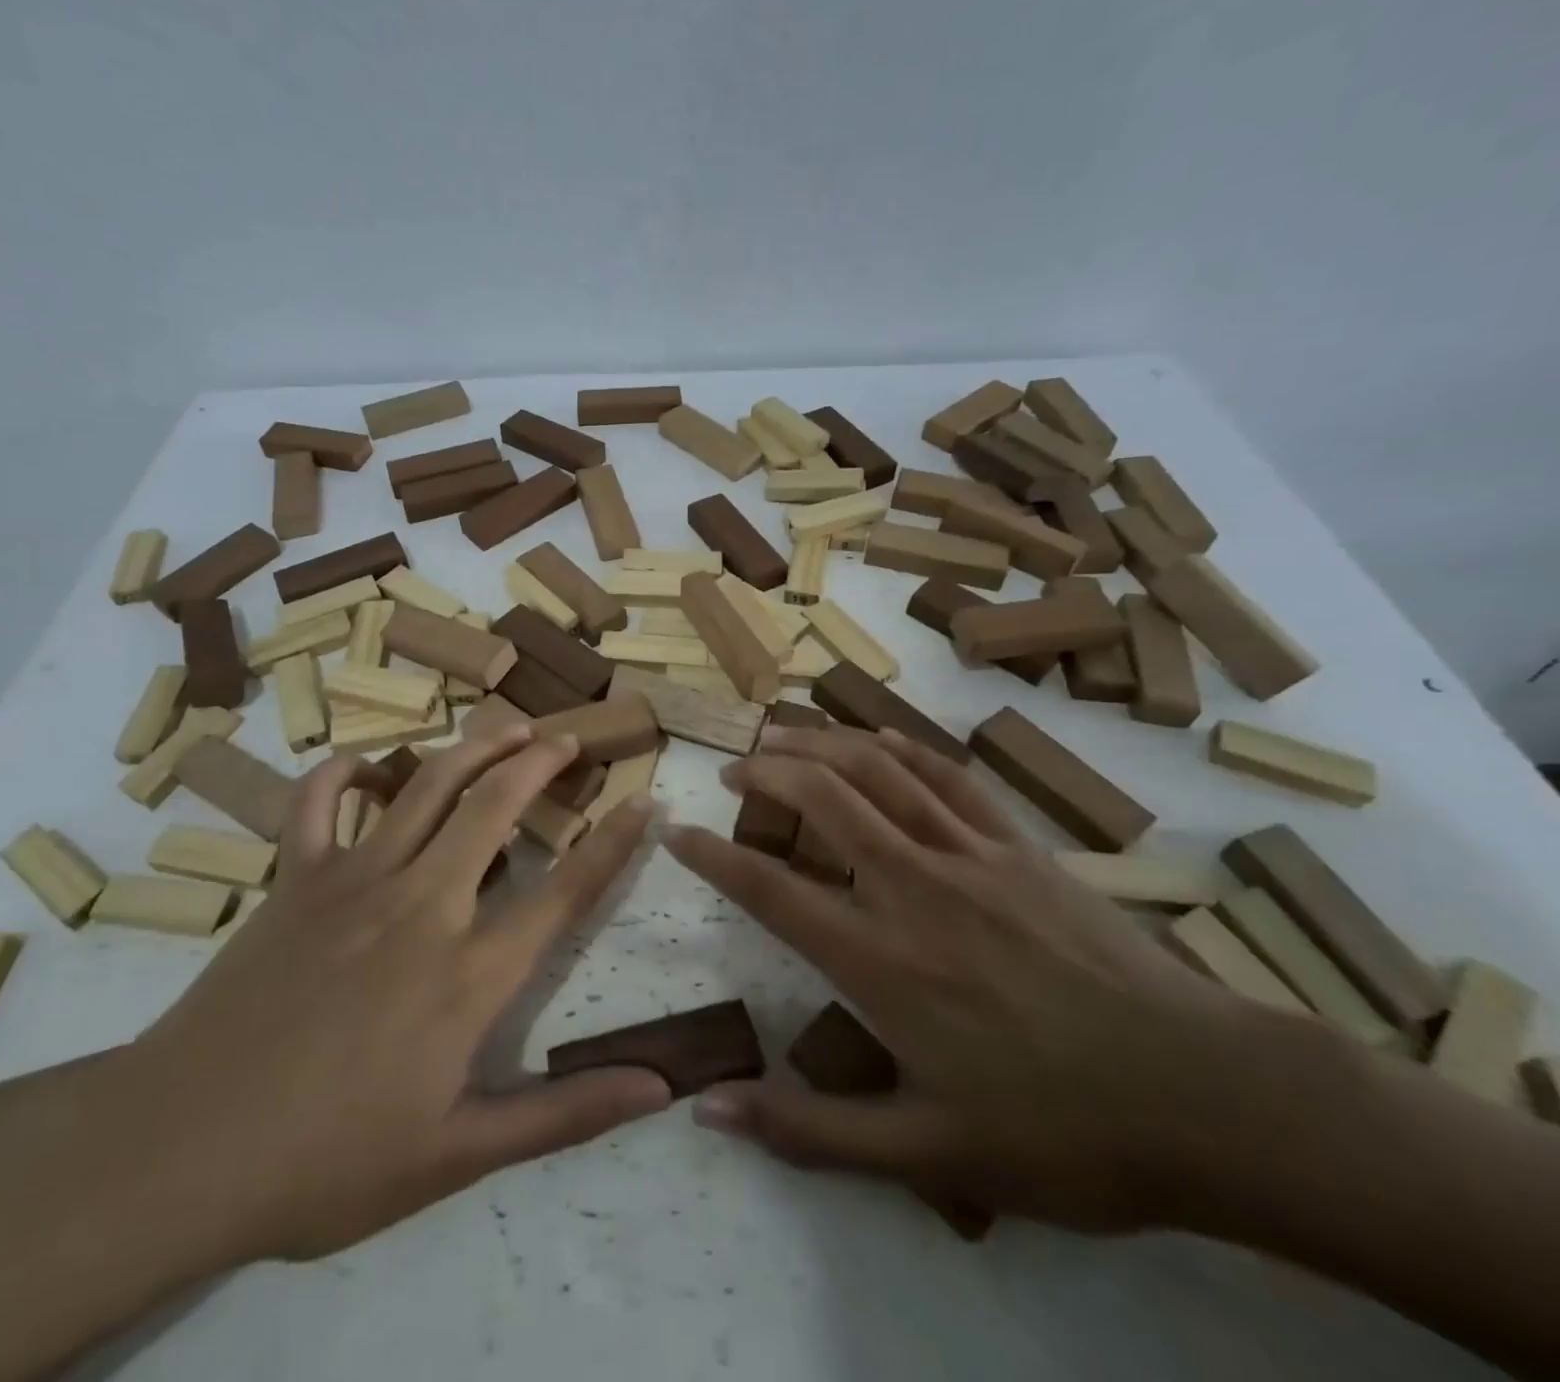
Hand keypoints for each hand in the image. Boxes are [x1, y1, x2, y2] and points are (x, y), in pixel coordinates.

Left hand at [79, 728, 671, 1265]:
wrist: (179, 1152)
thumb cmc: (326, 1161)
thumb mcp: (457, 1156)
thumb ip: (564, 1116)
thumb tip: (659, 1088)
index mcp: (467, 974)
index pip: (564, 893)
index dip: (612, 844)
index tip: (644, 803)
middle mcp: (421, 906)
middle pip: (494, 809)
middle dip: (540, 764)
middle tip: (567, 737)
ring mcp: (352, 881)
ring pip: (426, 789)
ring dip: (473, 749)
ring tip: (507, 728)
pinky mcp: (294, 878)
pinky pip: (320, 801)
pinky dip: (345, 771)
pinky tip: (368, 763)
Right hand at [665, 723, 1301, 1232]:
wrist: (1209, 1100)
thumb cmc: (1061, 1133)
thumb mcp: (928, 1154)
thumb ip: (811, 1132)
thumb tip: (711, 1110)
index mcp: (881, 961)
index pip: (771, 890)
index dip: (714, 856)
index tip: (679, 832)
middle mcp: (914, 889)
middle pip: (823, 799)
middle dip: (767, 772)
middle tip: (733, 768)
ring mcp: (971, 857)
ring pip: (880, 772)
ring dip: (823, 744)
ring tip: (783, 735)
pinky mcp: (1021, 847)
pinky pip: (950, 778)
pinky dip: (904, 749)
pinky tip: (878, 738)